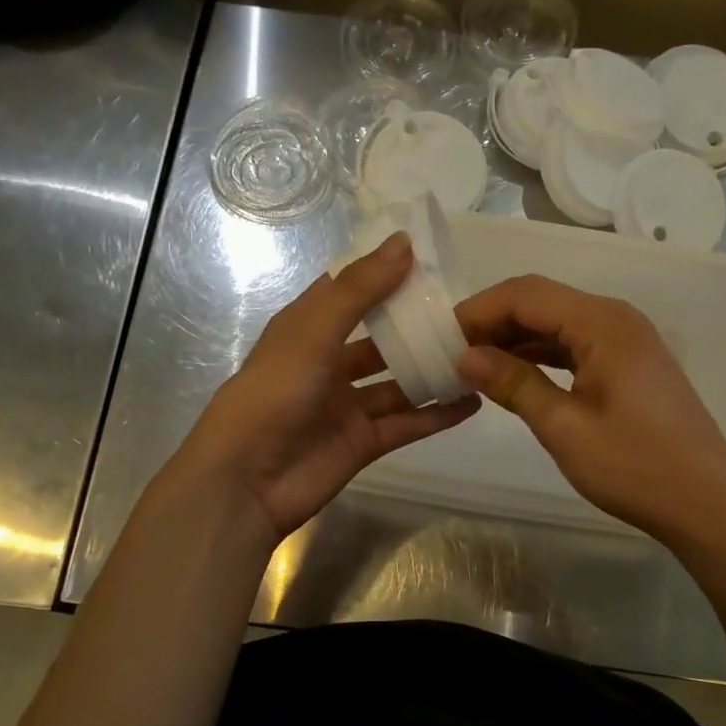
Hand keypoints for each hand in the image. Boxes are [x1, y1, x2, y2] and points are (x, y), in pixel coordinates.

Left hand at [180, 232, 480, 546]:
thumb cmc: (273, 394)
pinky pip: (407, 423)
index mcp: (306, 329)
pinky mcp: (363, 442)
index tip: (429, 257)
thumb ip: (359, 290)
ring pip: (398, 382)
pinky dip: (437, 414)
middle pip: (379, 337)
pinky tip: (473, 401)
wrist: (246, 483)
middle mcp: (327, 363)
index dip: (383, 272)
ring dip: (432, 370)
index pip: (348, 290)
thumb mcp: (313, 332)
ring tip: (479, 353)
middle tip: (466, 310)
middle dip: (415, 324)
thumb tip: (403, 242)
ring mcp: (347, 406)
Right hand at [454, 275, 725, 554]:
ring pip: (556, 324)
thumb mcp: (564, 427)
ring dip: (514, 339)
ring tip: (472, 364)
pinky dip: (540, 355)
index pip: (526, 294)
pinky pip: (574, 345)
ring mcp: (625, 341)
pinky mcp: (628, 364)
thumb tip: (464, 356)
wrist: (706, 502)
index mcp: (602, 323)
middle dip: (493, 322)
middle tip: (450, 353)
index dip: (479, 310)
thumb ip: (513, 384)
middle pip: (541, 302)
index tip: (440, 336)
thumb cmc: (635, 466)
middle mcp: (615, 319)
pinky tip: (513, 375)